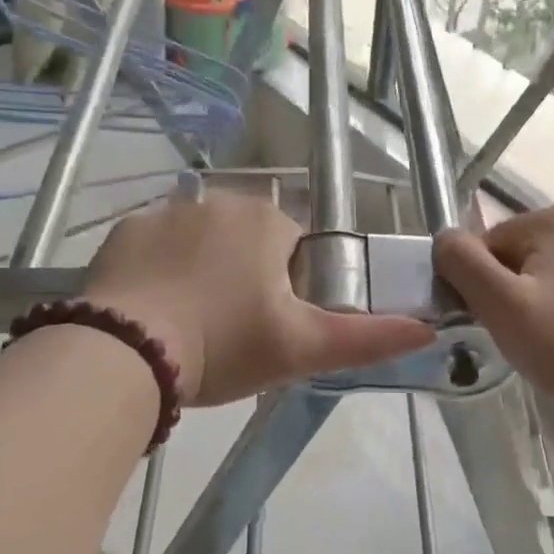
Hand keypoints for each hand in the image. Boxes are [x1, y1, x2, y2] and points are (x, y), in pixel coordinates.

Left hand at [85, 191, 433, 405]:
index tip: (269, 328)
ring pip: (202, 244)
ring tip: (190, 327)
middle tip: (231, 334)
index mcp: (266, 221)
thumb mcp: (302, 348)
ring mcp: (166, 213)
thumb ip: (368, 339)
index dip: (288, 290)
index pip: (295, 249)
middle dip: (246, 279)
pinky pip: (157, 249)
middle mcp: (219, 201)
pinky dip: (161, 274)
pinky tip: (154, 312)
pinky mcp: (125, 232)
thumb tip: (429, 331)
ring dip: (204, 274)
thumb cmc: (225, 344)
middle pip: (248, 243)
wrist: (126, 352)